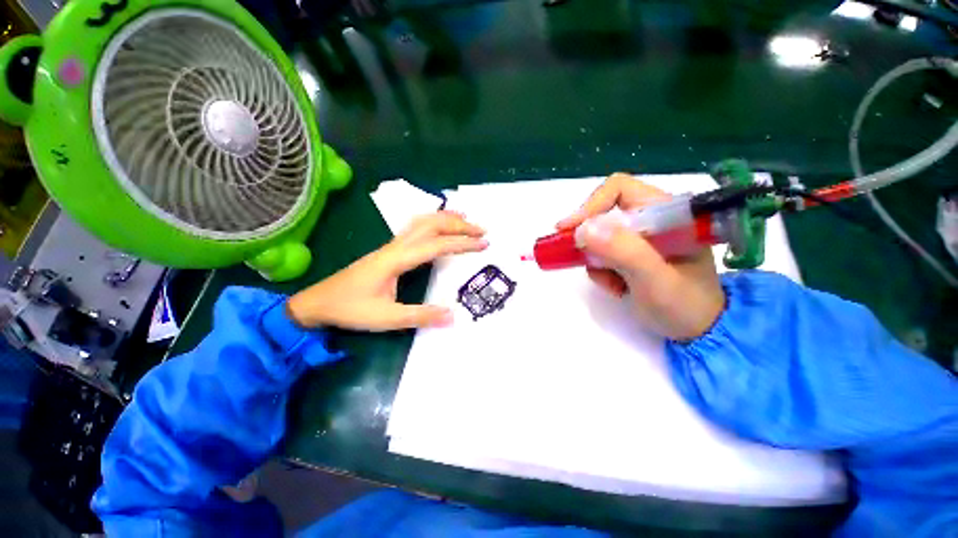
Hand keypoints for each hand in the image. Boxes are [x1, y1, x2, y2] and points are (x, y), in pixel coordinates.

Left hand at [287, 212, 486, 330]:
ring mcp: (392, 245)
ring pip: (422, 222)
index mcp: (396, 259)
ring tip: (467, 220)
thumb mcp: (387, 318)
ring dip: (447, 219)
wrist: (318, 302)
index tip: (483, 244)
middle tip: (481, 230)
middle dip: (459, 224)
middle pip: (431, 224)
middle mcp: (396, 246)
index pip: (436, 245)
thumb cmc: (351, 309)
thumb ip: (420, 316)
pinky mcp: (390, 249)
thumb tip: (452, 316)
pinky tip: (441, 227)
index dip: (462, 243)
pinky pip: (416, 227)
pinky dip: (434, 222)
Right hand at [557, 173, 724, 340]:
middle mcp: (653, 220)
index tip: (569, 229)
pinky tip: (617, 288)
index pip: (620, 190)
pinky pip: (603, 254)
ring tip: (612, 284)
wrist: (699, 333)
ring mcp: (642, 238)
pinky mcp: (633, 253)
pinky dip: (601, 271)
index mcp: (668, 213)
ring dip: (596, 260)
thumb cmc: (685, 306)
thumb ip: (624, 251)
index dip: (591, 206)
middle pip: (605, 213)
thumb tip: (583, 229)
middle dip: (589, 238)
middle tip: (575, 255)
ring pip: (600, 236)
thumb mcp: (655, 279)